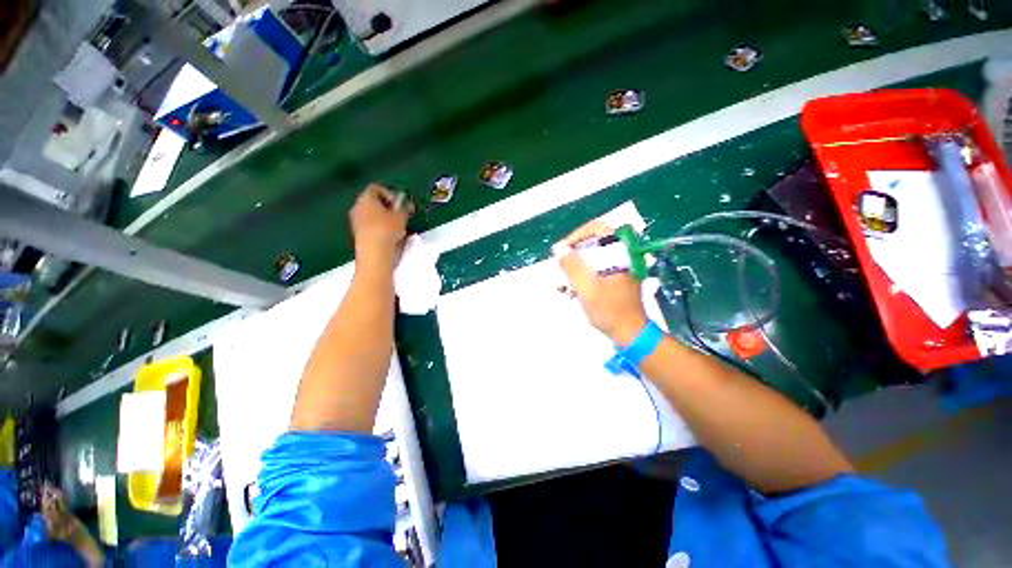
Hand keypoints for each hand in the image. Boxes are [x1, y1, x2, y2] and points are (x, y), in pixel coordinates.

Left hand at [350, 184, 411, 268]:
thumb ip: (405, 207)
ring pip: (371, 214)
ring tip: (398, 228)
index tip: (400, 204)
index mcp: (366, 198)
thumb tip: (407, 204)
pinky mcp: (358, 234)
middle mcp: (357, 206)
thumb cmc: (387, 230)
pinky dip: (380, 228)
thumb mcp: (402, 217)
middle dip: (387, 207)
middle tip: (400, 215)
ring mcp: (355, 221)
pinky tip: (390, 237)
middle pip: (373, 201)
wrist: (374, 253)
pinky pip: (370, 226)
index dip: (390, 194)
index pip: (376, 188)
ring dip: (384, 219)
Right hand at [558, 221, 647, 345]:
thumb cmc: (610, 310)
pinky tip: (571, 291)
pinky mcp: (614, 279)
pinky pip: (594, 270)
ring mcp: (619, 267)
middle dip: (573, 256)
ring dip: (575, 269)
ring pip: (591, 258)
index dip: (577, 236)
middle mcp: (621, 255)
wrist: (630, 334)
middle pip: (592, 244)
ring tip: (563, 284)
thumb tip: (558, 248)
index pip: (597, 228)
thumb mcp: (587, 288)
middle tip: (561, 269)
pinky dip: (582, 278)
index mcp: (620, 252)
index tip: (563, 250)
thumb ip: (572, 266)